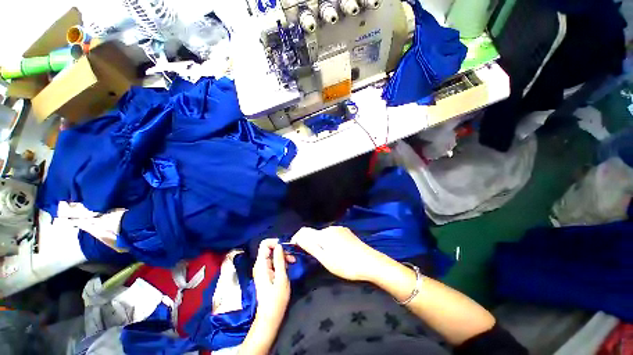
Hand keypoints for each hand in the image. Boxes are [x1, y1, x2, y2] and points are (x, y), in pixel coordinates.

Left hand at [252, 239, 291, 324]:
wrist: (269, 317)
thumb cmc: (276, 299)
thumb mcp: (281, 278)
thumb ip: (279, 260)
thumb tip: (279, 245)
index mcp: (261, 265)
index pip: (264, 244)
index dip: (275, 242)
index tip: (286, 248)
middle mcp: (260, 265)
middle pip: (269, 249)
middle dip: (281, 250)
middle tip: (292, 257)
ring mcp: (262, 269)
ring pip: (272, 255)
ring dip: (283, 256)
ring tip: (293, 261)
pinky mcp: (266, 274)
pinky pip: (273, 262)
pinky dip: (281, 261)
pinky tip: (288, 266)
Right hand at [291, 226, 390, 281]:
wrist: (370, 262)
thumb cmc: (345, 265)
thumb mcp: (325, 259)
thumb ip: (311, 247)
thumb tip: (298, 238)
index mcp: (323, 234)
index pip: (304, 231)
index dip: (297, 238)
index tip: (295, 248)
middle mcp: (331, 228)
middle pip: (314, 233)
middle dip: (310, 242)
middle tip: (312, 257)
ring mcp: (340, 229)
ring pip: (324, 234)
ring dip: (321, 242)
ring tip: (326, 256)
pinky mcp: (347, 232)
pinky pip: (333, 235)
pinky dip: (329, 241)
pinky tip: (337, 251)